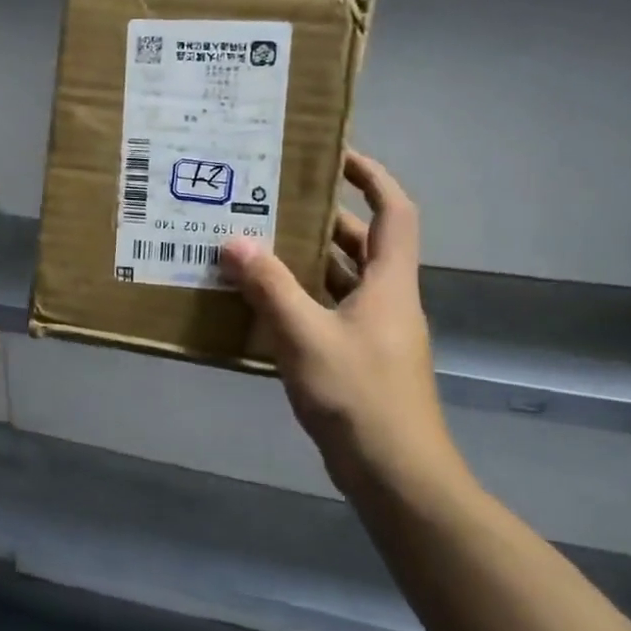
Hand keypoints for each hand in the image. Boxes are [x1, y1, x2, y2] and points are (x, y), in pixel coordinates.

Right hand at [221, 151, 460, 500]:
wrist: (396, 475)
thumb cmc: (358, 396)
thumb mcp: (305, 335)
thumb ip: (269, 286)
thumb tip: (234, 240)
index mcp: (389, 283)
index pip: (394, 211)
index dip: (372, 177)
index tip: (335, 155)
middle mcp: (388, 300)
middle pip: (362, 244)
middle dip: (323, 218)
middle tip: (273, 201)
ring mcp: (375, 333)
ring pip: (342, 281)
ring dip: (306, 261)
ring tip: (257, 244)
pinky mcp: (359, 360)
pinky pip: (329, 313)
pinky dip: (300, 300)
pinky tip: (260, 304)